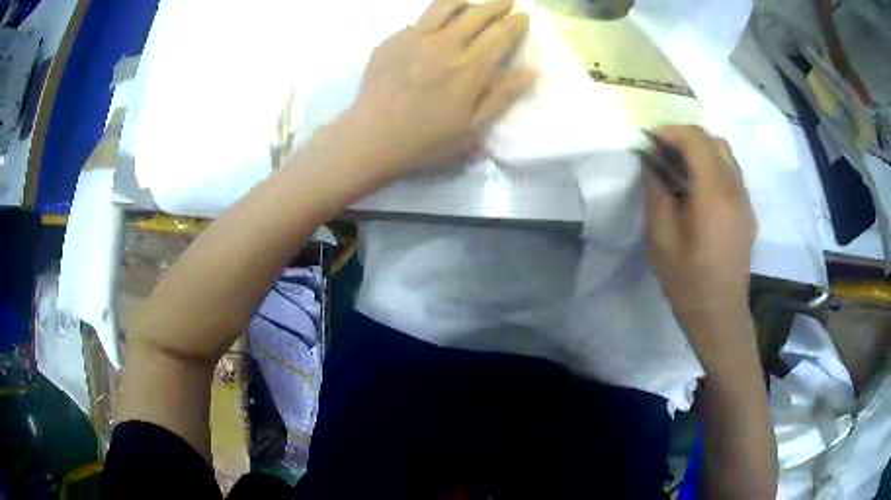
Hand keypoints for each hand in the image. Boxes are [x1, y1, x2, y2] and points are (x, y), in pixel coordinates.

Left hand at [341, 0, 535, 180]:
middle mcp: (445, 44)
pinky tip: (437, 26)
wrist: (370, 139)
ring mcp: (414, 38)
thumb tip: (531, 72)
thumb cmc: (426, 141)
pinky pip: (419, 20)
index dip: (515, 22)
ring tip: (473, 4)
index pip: (500, 33)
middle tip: (507, 2)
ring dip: (465, 1)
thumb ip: (502, 96)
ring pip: (445, 6)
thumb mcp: (472, 128)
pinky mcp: (392, 41)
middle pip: (477, 13)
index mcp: (470, 67)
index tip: (523, 16)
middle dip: (497, 4)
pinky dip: (435, 18)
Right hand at [645, 126, 756, 340]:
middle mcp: (735, 190)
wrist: (720, 314)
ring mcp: (745, 200)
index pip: (696, 140)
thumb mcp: (660, 240)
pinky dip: (713, 165)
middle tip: (662, 150)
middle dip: (685, 136)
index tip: (650, 138)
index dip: (670, 131)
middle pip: (714, 140)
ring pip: (726, 154)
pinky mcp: (748, 211)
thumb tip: (651, 163)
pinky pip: (732, 172)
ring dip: (701, 149)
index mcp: (713, 196)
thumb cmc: (687, 282)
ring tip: (679, 165)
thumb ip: (655, 194)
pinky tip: (699, 187)